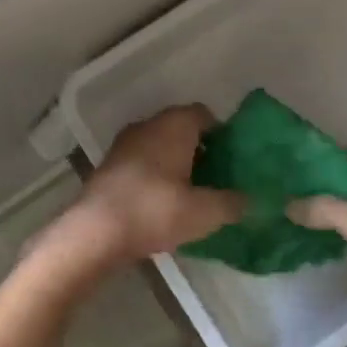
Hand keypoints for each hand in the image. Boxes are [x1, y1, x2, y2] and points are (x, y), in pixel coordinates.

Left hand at [71, 105, 245, 262]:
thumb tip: (250, 200)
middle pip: (181, 128)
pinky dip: (155, 174)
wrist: (96, 232)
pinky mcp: (109, 165)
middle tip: (216, 177)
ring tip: (191, 192)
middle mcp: (148, 125)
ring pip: (160, 145)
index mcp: (174, 125)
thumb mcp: (205, 212)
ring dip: (176, 162)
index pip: (204, 114)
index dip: (221, 134)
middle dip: (200, 149)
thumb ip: (232, 203)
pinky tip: (162, 202)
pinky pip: (142, 161)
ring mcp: (125, 144)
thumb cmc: (155, 211)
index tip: (231, 159)